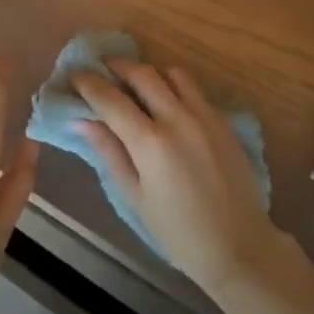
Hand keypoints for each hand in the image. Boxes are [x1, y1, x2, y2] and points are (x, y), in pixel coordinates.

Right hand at [73, 59, 283, 296]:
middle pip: (142, 73)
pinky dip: (174, 84)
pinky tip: (167, 101)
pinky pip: (193, 88)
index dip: (89, 84)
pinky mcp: (222, 120)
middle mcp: (178, 119)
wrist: (238, 246)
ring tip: (136, 83)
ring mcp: (204, 116)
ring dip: (149, 72)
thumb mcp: (134, 198)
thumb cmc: (178, 231)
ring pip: (171, 73)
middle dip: (117, 66)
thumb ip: (109, 152)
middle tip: (102, 70)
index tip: (75, 76)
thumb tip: (80, 121)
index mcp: (151, 143)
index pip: (110, 99)